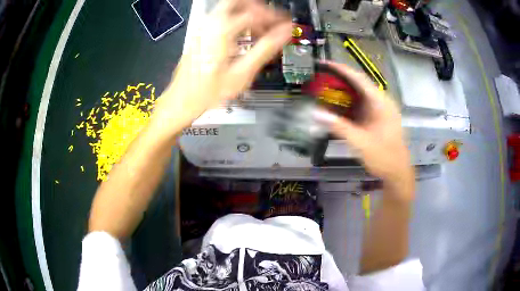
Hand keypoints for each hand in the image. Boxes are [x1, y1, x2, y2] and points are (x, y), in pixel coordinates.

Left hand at [153, 0, 291, 130]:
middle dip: (258, 8)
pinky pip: (221, 19)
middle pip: (237, 2)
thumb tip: (284, 33)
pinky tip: (243, 37)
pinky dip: (236, 21)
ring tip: (261, 30)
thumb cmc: (207, 93)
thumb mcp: (241, 73)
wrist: (181, 102)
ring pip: (228, 9)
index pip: (254, 13)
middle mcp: (209, 26)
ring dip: (247, 15)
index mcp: (221, 31)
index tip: (285, 24)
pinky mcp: (199, 37)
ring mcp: (202, 30)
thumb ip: (265, 49)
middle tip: (271, 19)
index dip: (274, 17)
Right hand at [315, 62, 413, 198]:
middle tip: (319, 77)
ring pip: (358, 95)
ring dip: (342, 92)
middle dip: (339, 80)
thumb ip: (338, 127)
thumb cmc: (383, 156)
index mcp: (380, 102)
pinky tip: (335, 107)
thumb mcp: (360, 142)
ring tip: (323, 89)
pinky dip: (347, 105)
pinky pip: (359, 106)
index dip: (341, 69)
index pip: (359, 78)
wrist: (397, 172)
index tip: (324, 64)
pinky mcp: (376, 118)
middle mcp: (380, 102)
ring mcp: (379, 110)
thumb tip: (315, 113)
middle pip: (358, 84)